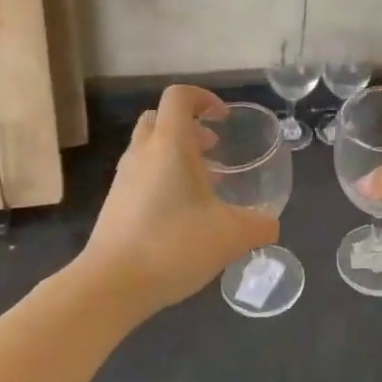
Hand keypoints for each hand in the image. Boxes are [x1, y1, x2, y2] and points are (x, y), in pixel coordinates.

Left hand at [79, 85, 278, 312]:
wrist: (111, 284)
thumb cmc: (173, 245)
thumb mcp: (230, 236)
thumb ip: (259, 225)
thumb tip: (271, 224)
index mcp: (170, 144)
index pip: (179, 97)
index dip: (203, 98)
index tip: (223, 119)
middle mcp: (142, 152)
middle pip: (160, 118)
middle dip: (188, 126)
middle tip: (214, 148)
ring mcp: (124, 178)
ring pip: (149, 147)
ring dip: (176, 154)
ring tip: (205, 184)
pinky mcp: (115, 203)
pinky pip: (141, 174)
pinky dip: (163, 178)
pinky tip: (183, 213)